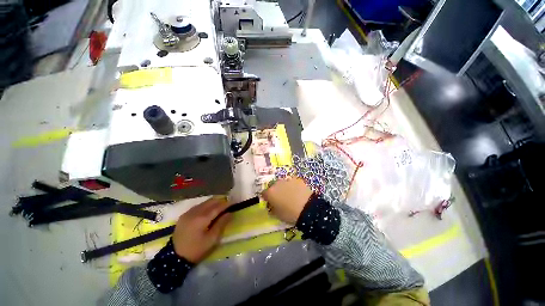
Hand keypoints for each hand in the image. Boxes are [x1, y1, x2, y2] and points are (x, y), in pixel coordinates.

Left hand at [172, 197, 231, 262]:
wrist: (174, 257)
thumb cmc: (196, 249)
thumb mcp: (212, 239)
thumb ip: (221, 224)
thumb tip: (229, 213)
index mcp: (202, 218)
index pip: (217, 207)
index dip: (226, 204)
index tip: (234, 202)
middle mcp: (195, 212)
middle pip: (211, 201)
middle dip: (220, 201)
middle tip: (227, 204)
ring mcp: (188, 212)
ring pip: (204, 202)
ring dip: (213, 203)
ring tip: (219, 207)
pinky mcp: (184, 215)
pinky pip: (198, 206)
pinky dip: (205, 206)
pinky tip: (208, 210)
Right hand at [261, 178, 312, 223]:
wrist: (307, 208)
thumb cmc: (290, 214)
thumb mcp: (277, 215)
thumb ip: (271, 209)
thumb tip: (271, 206)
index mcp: (270, 193)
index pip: (264, 193)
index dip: (267, 198)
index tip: (270, 202)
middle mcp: (277, 184)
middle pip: (273, 186)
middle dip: (275, 191)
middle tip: (280, 198)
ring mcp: (287, 180)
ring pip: (282, 183)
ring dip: (283, 187)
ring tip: (290, 194)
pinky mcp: (296, 179)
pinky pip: (292, 181)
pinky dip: (292, 185)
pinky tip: (297, 191)